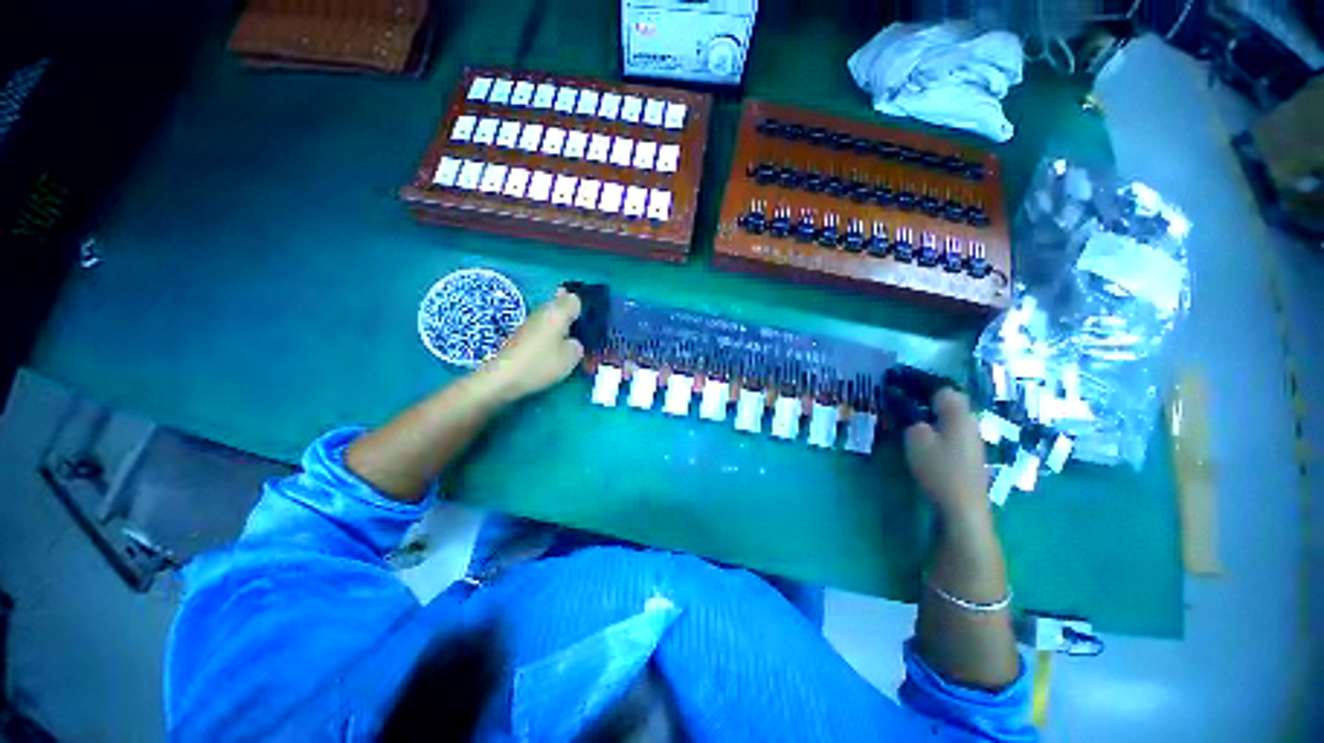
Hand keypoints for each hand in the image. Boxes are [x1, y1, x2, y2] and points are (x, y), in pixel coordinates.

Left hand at [476, 290, 583, 404]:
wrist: (504, 377)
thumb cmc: (542, 363)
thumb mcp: (572, 357)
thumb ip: (579, 345)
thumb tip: (573, 341)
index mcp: (558, 312)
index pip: (575, 299)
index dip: (585, 308)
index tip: (592, 321)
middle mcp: (543, 311)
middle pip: (560, 303)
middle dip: (571, 313)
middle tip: (583, 329)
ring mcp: (530, 321)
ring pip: (550, 315)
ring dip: (560, 323)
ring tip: (571, 339)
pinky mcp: (521, 334)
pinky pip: (542, 327)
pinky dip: (550, 333)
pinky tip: (555, 347)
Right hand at [902, 389, 988, 520]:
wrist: (963, 506)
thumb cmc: (939, 468)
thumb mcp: (915, 438)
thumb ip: (910, 417)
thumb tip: (906, 405)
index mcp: (958, 414)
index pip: (942, 389)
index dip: (920, 385)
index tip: (900, 386)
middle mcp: (970, 423)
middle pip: (950, 403)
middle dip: (927, 400)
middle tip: (902, 403)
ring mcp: (973, 441)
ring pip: (951, 419)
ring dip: (932, 416)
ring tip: (910, 421)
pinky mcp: (970, 457)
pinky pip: (952, 434)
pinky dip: (938, 431)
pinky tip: (926, 441)